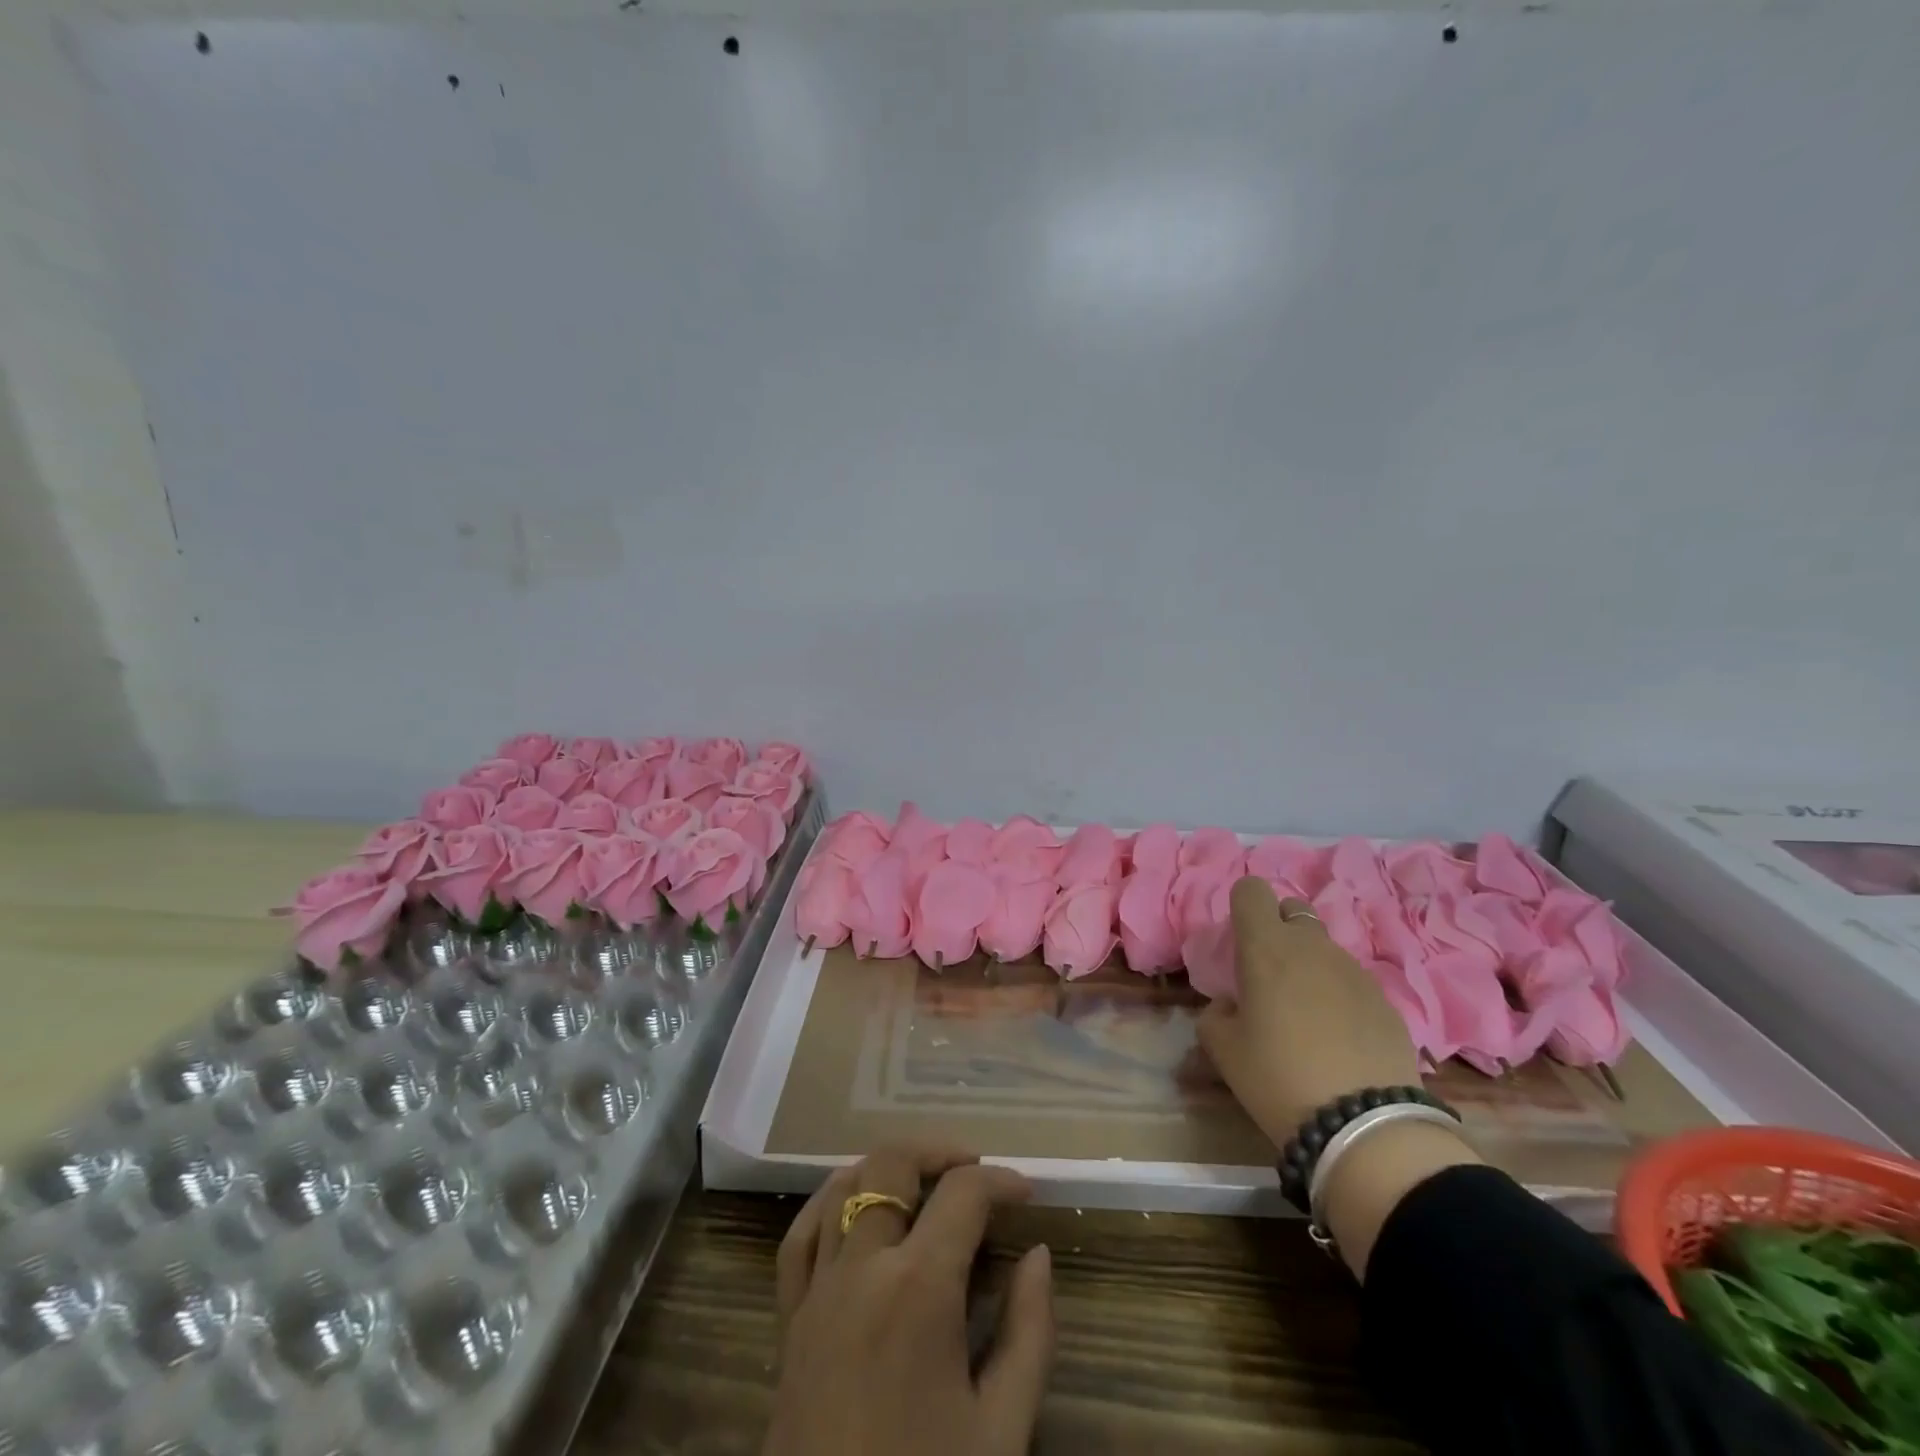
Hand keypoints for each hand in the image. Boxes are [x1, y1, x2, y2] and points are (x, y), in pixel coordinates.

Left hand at [766, 1142, 1054, 1455]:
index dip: (1001, 1181)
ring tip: (922, 1181)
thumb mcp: (1002, 1431)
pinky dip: (827, 1201)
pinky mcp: (789, 1319)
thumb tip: (1037, 1254)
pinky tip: (850, 1201)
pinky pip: (799, 1236)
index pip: (962, 1194)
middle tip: (975, 1173)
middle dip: (939, 1152)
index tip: (1026, 1194)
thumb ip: (1029, 1332)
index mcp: (918, 1289)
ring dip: (886, 1168)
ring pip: (842, 1186)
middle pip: (892, 1164)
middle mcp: (862, 1268)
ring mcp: (817, 1289)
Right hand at [1199, 878, 1479, 1278]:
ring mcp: (1354, 970)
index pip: (1252, 890)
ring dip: (1309, 965)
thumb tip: (1232, 1005)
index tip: (1238, 939)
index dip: (1242, 906)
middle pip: (1292, 910)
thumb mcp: (1223, 1049)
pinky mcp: (1386, 1000)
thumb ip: (1217, 1013)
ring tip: (1304, 1014)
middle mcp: (1311, 946)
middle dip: (1278, 929)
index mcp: (1265, 946)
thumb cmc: (1277, 1077)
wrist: (1365, 1126)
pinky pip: (1352, 981)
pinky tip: (1337, 1037)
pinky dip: (1338, 995)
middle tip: (1268, 974)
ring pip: (1324, 947)